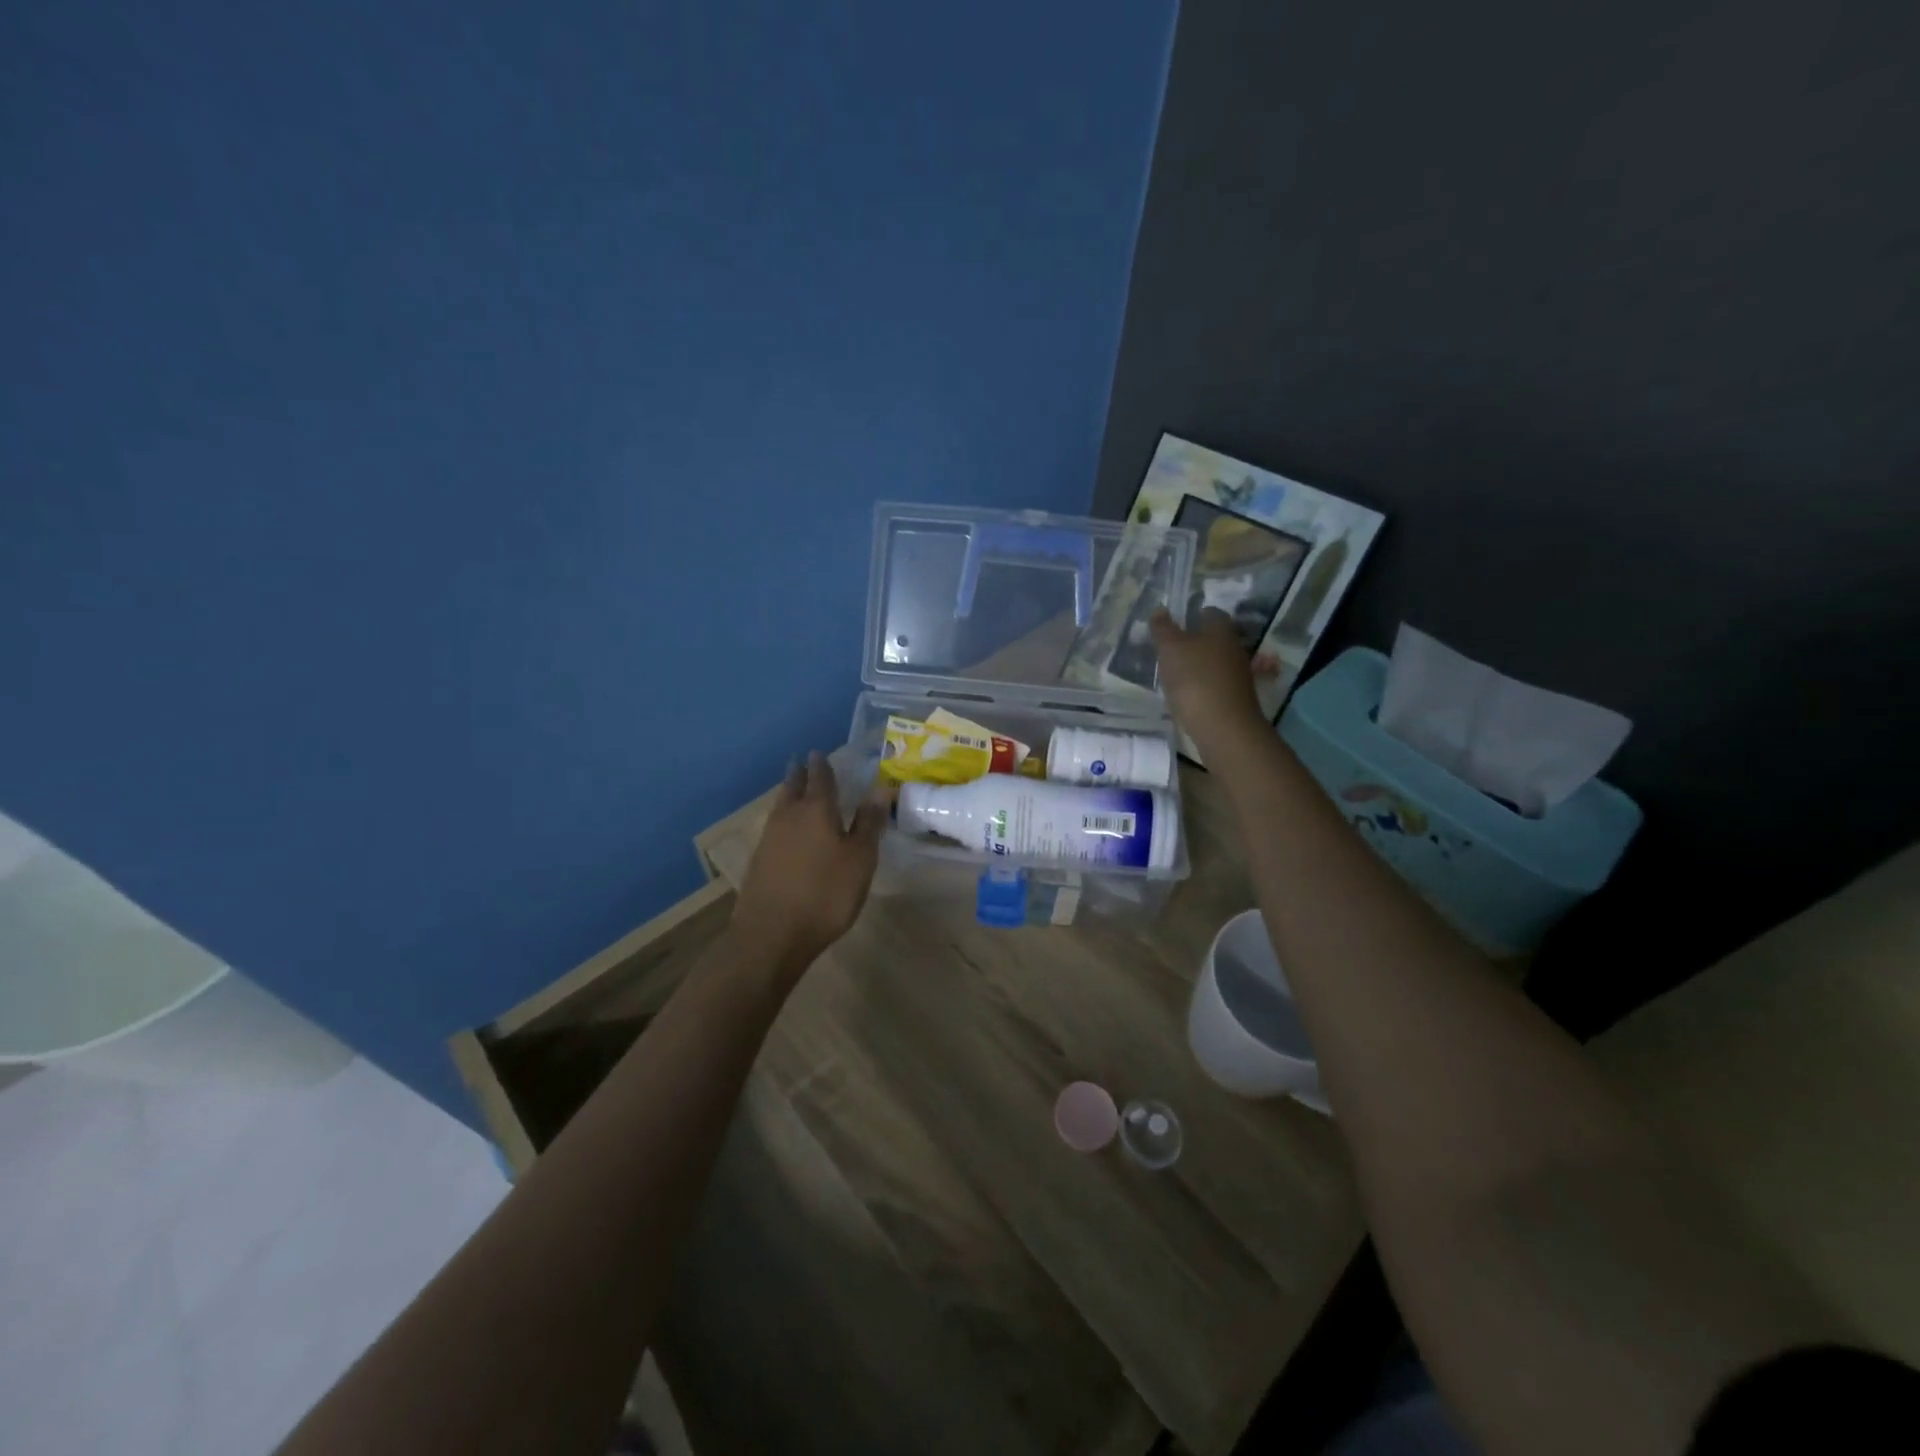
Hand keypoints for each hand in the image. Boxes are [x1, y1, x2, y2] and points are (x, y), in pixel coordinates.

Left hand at [734, 752, 885, 970]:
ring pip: (780, 805)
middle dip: (799, 773)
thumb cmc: (825, 893)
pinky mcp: (759, 860)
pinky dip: (783, 819)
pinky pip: (774, 827)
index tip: (819, 752)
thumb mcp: (859, 859)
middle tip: (803, 762)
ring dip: (789, 794)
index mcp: (816, 810)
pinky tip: (787, 830)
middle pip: (793, 787)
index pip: (820, 778)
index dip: (822, 765)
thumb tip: (879, 789)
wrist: (771, 934)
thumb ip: (868, 823)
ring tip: (795, 789)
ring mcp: (769, 838)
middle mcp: (789, 816)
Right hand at [1149, 607, 1266, 753]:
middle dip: (1194, 641)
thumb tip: (1160, 609)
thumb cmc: (1195, 680)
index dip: (1192, 615)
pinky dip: (1202, 685)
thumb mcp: (1171, 650)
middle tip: (1169, 649)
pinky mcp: (1235, 698)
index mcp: (1221, 630)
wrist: (1224, 728)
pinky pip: (1215, 683)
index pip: (1210, 612)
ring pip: (1215, 662)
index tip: (1173, 624)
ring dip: (1198, 665)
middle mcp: (1234, 648)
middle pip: (1214, 638)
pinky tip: (1186, 695)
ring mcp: (1238, 675)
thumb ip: (1163, 629)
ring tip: (1173, 674)